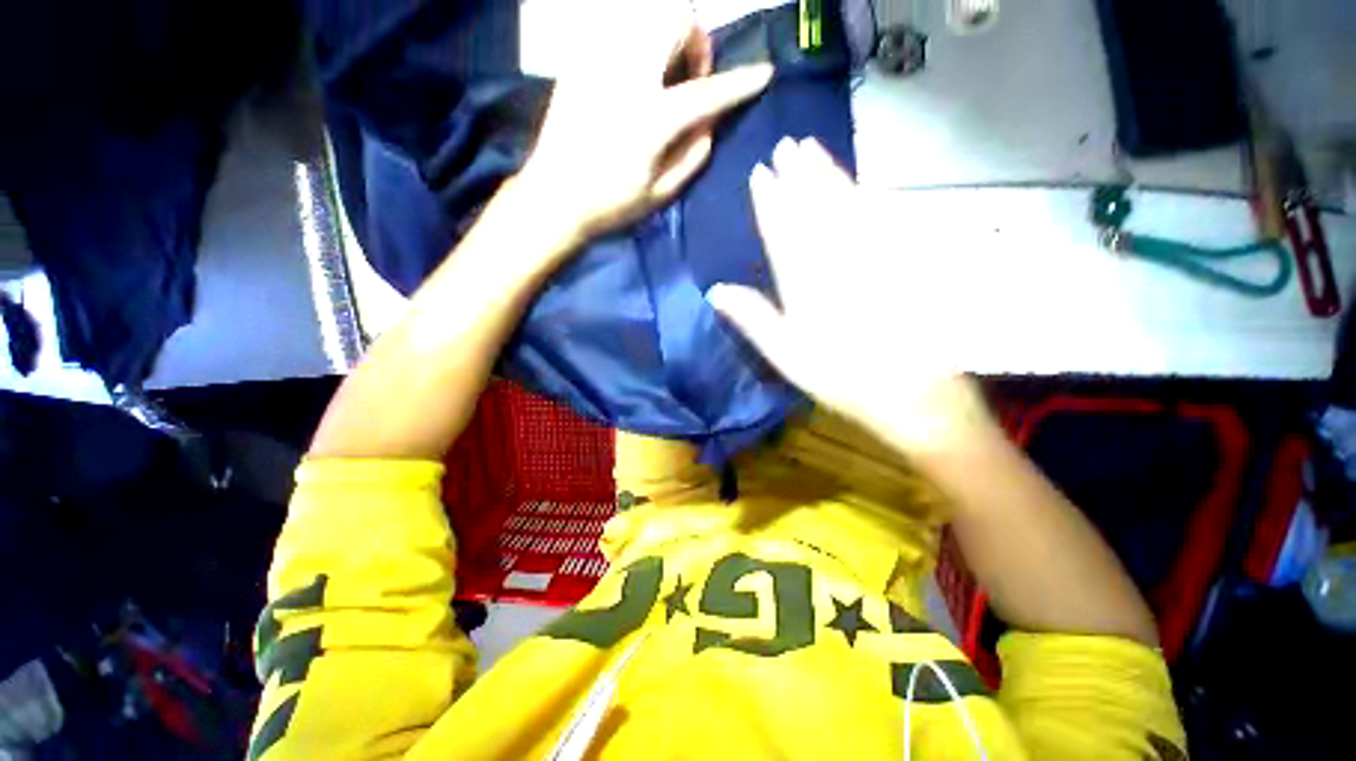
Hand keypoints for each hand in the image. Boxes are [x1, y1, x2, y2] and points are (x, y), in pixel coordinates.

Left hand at [518, 0, 772, 239]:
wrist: (553, 197)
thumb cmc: (609, 205)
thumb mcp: (660, 194)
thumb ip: (692, 156)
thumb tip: (710, 126)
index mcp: (650, 118)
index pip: (707, 92)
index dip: (740, 83)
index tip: (764, 74)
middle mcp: (626, 75)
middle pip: (675, 18)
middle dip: (696, 40)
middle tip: (692, 74)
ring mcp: (598, 62)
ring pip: (646, 14)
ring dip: (668, 35)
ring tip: (664, 73)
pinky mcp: (578, 61)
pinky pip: (618, 29)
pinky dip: (639, 43)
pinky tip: (635, 76)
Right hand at [706, 138, 993, 453]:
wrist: (910, 390)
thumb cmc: (839, 376)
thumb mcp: (786, 354)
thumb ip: (752, 318)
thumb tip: (715, 290)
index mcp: (805, 281)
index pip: (783, 230)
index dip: (770, 200)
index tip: (760, 172)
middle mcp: (837, 258)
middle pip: (816, 207)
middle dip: (799, 174)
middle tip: (787, 145)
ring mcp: (872, 255)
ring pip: (846, 203)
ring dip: (828, 173)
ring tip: (813, 150)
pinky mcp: (900, 259)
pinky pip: (878, 215)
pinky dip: (863, 193)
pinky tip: (856, 182)